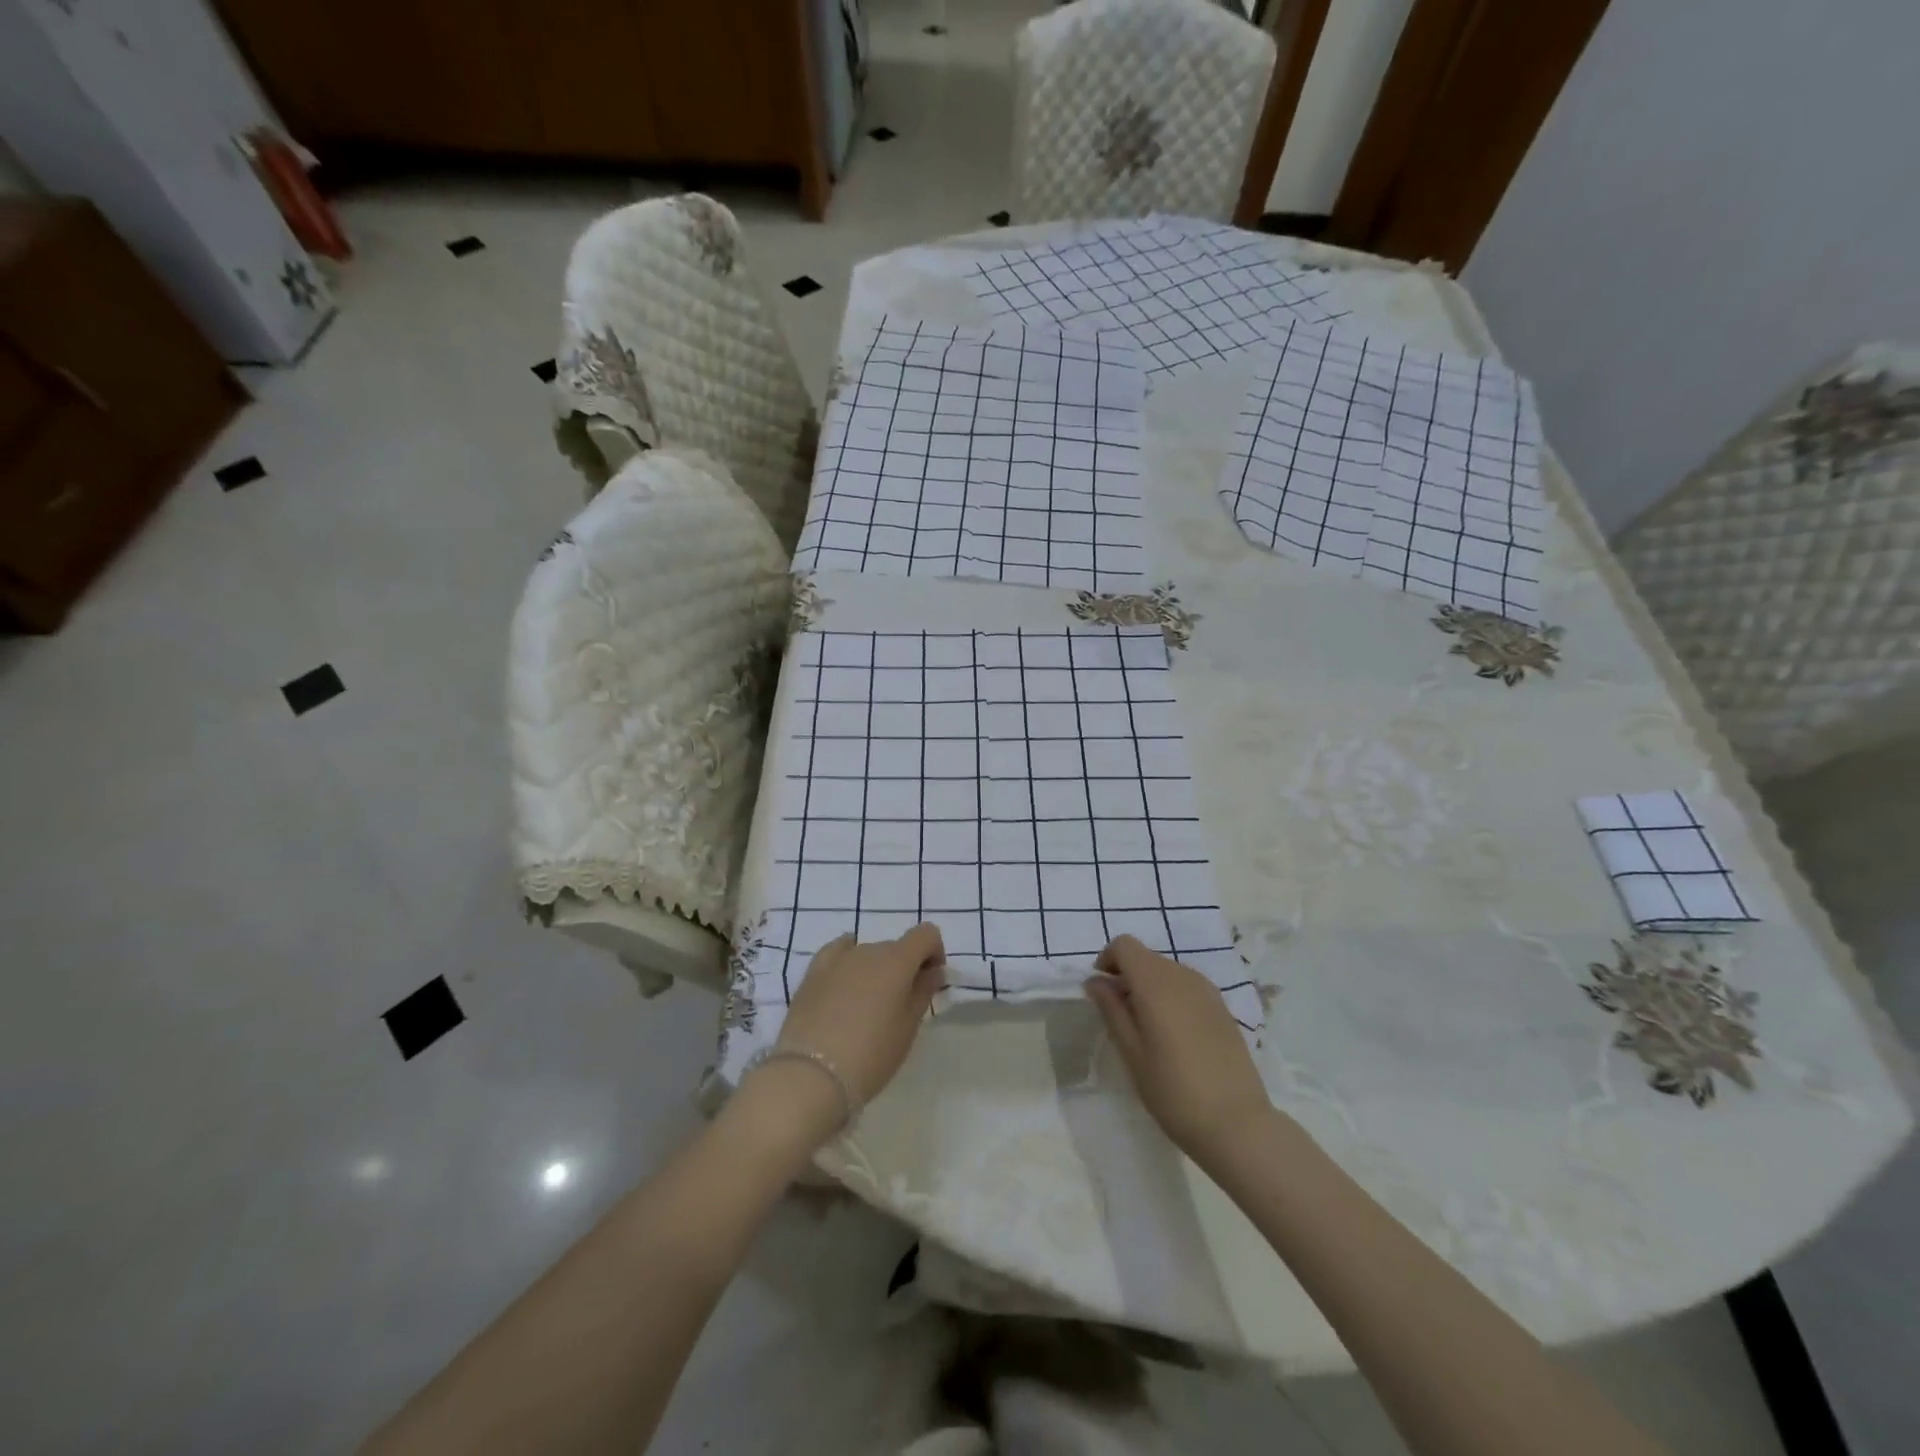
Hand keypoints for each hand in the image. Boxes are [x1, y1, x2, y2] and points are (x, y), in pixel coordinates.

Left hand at [775, 924, 946, 1109]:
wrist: (811, 1075)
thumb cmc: (871, 1054)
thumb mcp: (908, 1027)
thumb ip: (923, 992)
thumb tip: (932, 971)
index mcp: (897, 960)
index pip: (926, 934)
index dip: (934, 952)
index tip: (930, 980)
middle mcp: (868, 950)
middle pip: (896, 947)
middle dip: (904, 968)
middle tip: (900, 1005)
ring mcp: (837, 959)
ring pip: (867, 953)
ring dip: (876, 970)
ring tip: (867, 1006)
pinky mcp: (812, 972)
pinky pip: (838, 954)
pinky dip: (848, 962)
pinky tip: (845, 983)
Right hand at [1084, 935, 1271, 1165]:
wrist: (1237, 1124)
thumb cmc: (1173, 1091)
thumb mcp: (1131, 1053)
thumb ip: (1111, 1009)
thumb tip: (1095, 981)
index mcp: (1156, 983)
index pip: (1125, 945)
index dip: (1108, 960)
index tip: (1102, 991)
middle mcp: (1183, 976)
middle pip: (1146, 957)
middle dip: (1127, 975)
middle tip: (1119, 1015)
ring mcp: (1207, 990)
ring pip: (1167, 970)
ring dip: (1149, 986)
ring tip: (1146, 1028)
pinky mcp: (1222, 1008)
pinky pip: (1187, 986)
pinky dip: (1171, 996)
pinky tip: (1174, 1035)